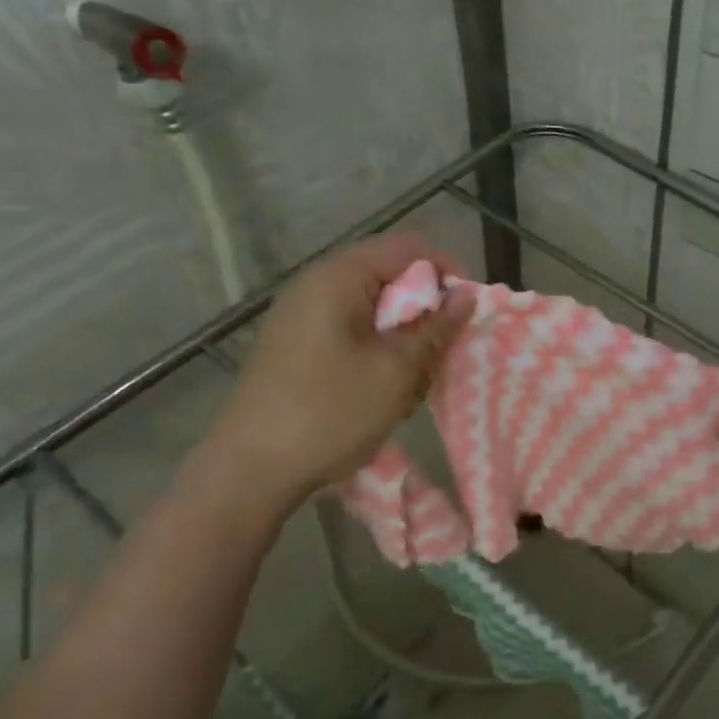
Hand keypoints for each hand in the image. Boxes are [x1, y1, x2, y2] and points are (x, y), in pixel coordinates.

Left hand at [201, 233, 473, 513]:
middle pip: (391, 278)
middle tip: (439, 356)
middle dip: (425, 313)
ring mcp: (305, 316)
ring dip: (403, 340)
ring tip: (409, 384)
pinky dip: (378, 354)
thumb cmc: (330, 412)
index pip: (409, 249)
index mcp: (339, 278)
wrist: (251, 469)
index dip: (446, 273)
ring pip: (376, 310)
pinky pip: (354, 333)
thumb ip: (435, 328)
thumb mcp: (396, 370)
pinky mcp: (300, 345)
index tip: (466, 313)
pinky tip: (382, 392)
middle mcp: (318, 285)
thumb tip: (466, 296)